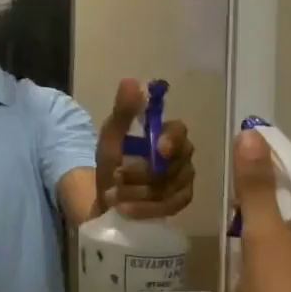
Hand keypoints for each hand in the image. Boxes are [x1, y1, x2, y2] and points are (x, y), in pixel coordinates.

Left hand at [95, 77, 194, 218]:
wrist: (106, 197)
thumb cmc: (113, 161)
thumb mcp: (111, 137)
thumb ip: (122, 112)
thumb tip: (130, 81)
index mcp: (167, 133)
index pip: (180, 131)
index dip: (172, 139)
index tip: (159, 149)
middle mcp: (182, 155)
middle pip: (173, 164)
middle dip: (142, 173)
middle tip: (116, 178)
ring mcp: (184, 180)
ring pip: (169, 187)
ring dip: (138, 192)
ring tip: (114, 196)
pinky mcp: (180, 202)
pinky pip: (170, 206)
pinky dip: (146, 208)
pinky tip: (127, 210)